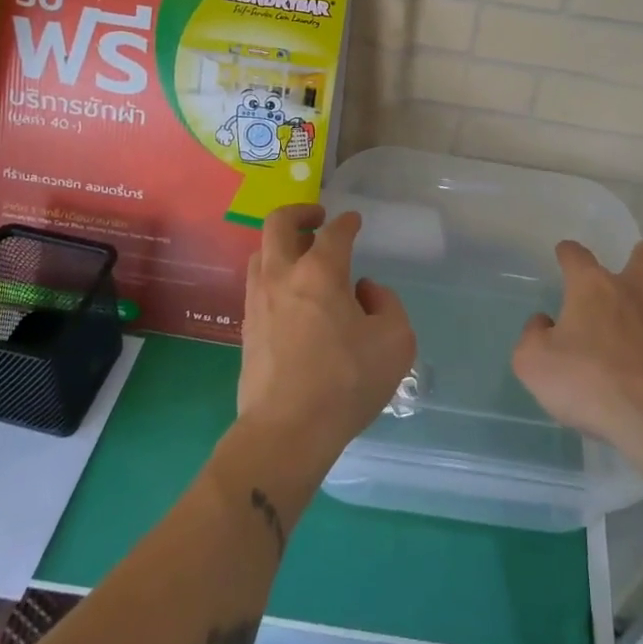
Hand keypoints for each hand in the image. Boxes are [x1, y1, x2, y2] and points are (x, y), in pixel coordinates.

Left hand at [237, 204, 416, 466]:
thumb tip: (363, 291)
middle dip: (300, 212)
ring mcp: (258, 300)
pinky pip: (257, 285)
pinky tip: (292, 297)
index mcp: (321, 271)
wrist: (286, 431)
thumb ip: (386, 304)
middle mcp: (283, 275)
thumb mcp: (395, 341)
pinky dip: (274, 276)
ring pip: (261, 253)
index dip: (348, 222)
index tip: (354, 222)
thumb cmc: (346, 382)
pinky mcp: (247, 328)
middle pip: (279, 223)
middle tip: (318, 218)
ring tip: (303, 257)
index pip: (335, 231)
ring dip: (282, 245)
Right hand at [513, 240, 642, 467]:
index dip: (568, 252)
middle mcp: (636, 291)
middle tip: (631, 279)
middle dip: (641, 257)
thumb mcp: (533, 364)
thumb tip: (543, 323)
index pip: (576, 254)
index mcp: (593, 288)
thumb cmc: (588, 384)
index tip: (565, 255)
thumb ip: (533, 337)